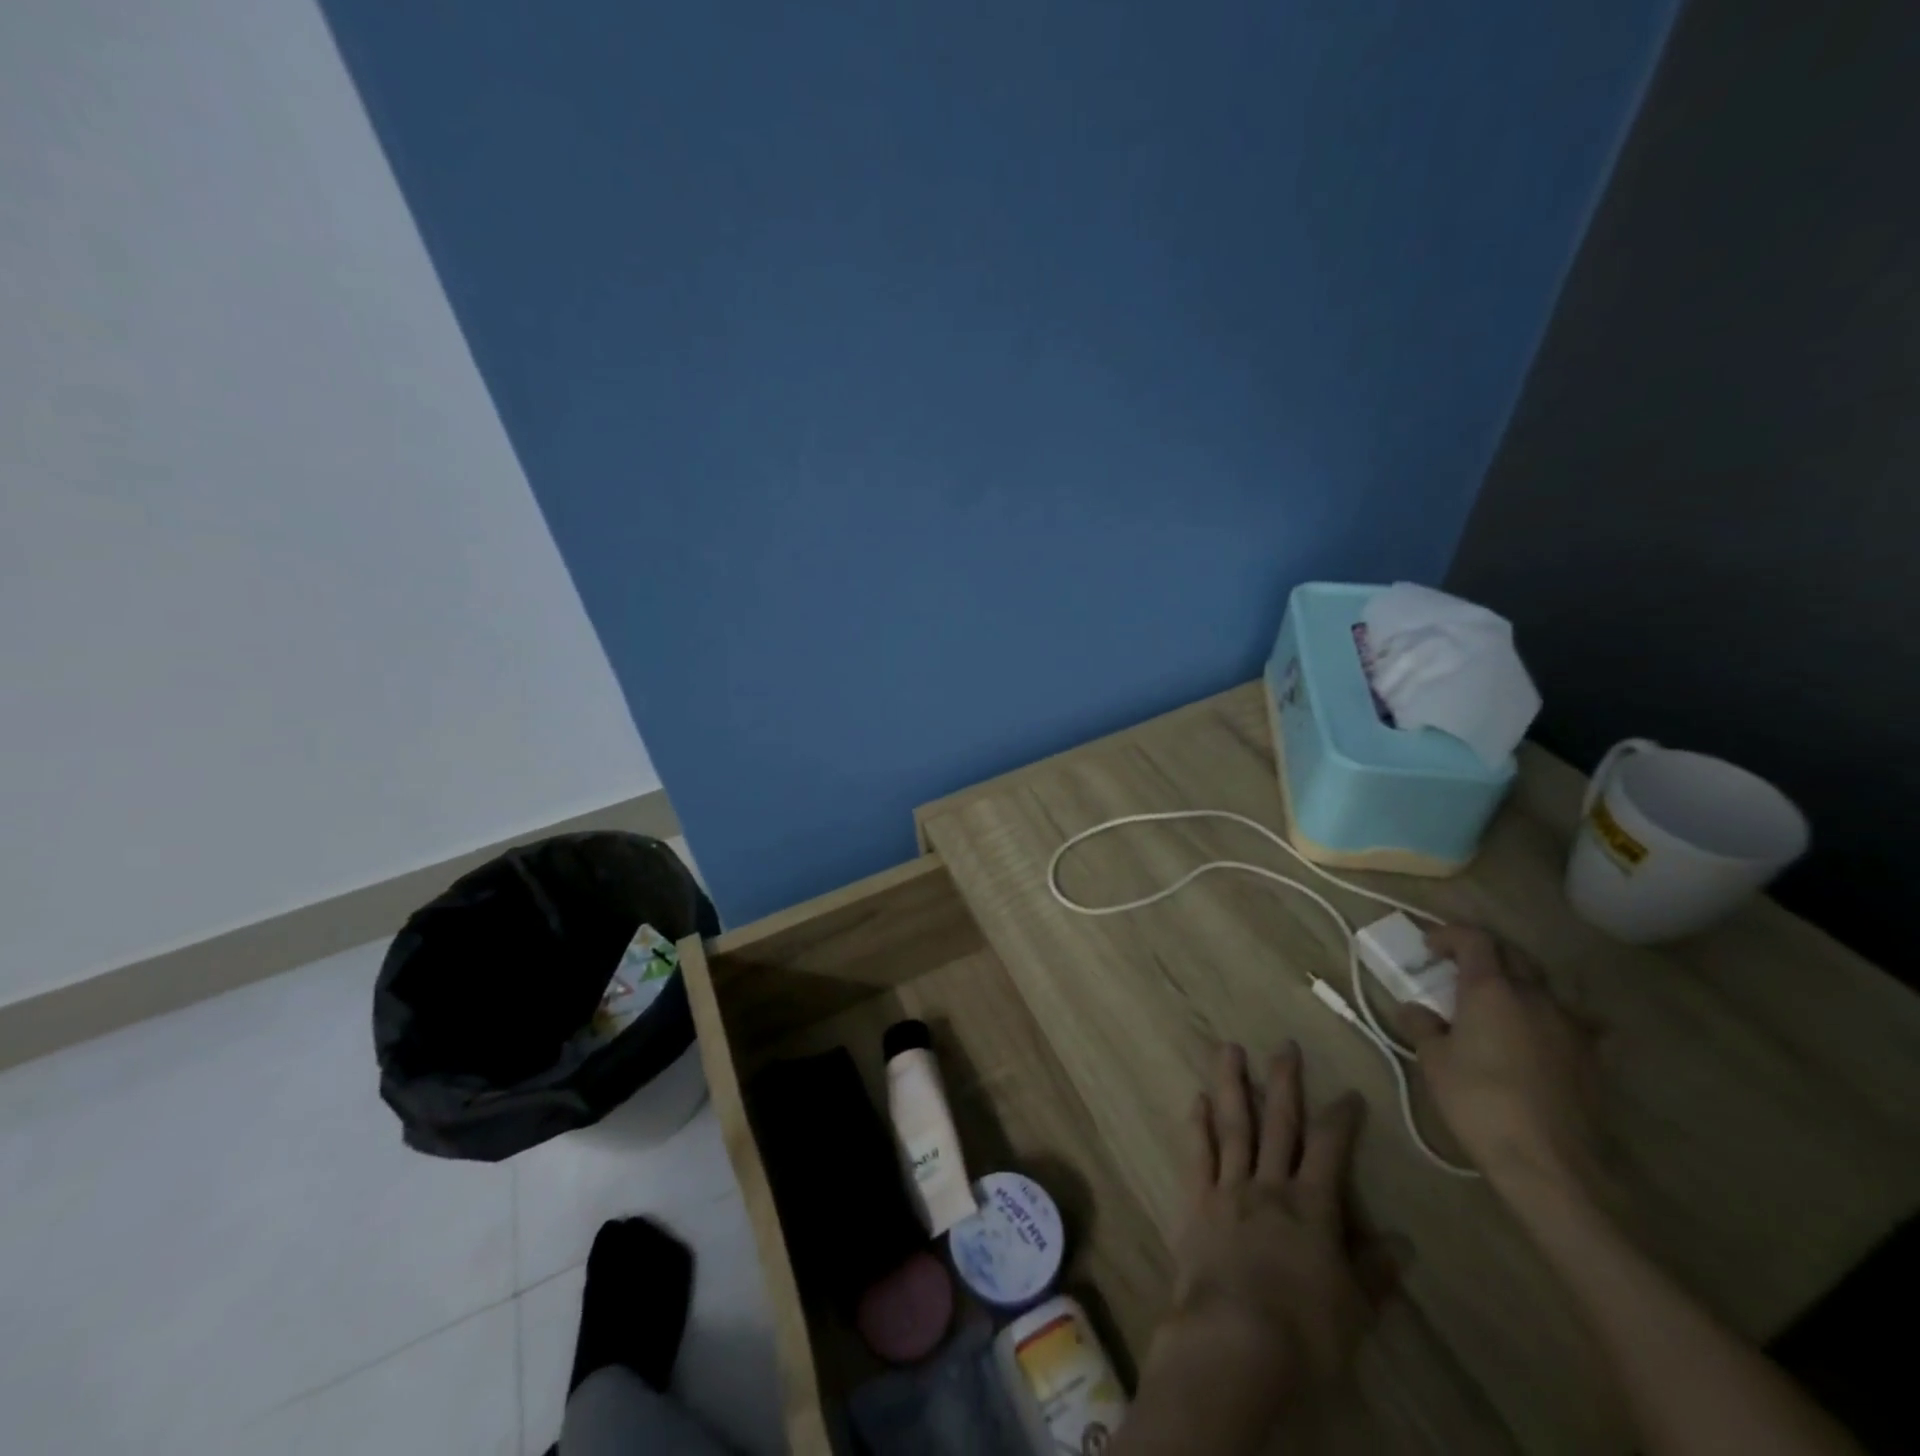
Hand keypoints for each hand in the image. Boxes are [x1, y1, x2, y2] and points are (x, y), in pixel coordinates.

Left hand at [1166, 1044, 1387, 1397]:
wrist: (1234, 1341)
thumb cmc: (1304, 1333)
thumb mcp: (1354, 1311)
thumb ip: (1375, 1273)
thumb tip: (1402, 1243)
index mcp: (1311, 1206)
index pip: (1331, 1148)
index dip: (1341, 1118)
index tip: (1348, 1093)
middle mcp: (1269, 1185)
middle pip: (1278, 1122)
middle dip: (1283, 1082)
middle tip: (1284, 1045)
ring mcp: (1228, 1188)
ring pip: (1231, 1124)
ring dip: (1230, 1083)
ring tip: (1228, 1047)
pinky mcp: (1196, 1201)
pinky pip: (1197, 1153)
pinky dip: (1197, 1124)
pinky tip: (1196, 1099)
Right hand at [1400, 926, 1605, 1197]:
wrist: (1549, 1162)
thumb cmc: (1478, 1101)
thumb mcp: (1433, 1061)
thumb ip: (1422, 1025)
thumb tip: (1415, 1009)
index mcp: (1491, 989)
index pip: (1475, 939)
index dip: (1449, 935)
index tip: (1429, 947)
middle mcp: (1535, 996)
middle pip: (1513, 955)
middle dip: (1484, 953)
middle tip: (1458, 968)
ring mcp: (1571, 1025)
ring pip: (1544, 986)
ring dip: (1518, 983)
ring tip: (1499, 1002)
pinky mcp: (1592, 1056)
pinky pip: (1573, 1019)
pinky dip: (1553, 1016)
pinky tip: (1543, 1033)